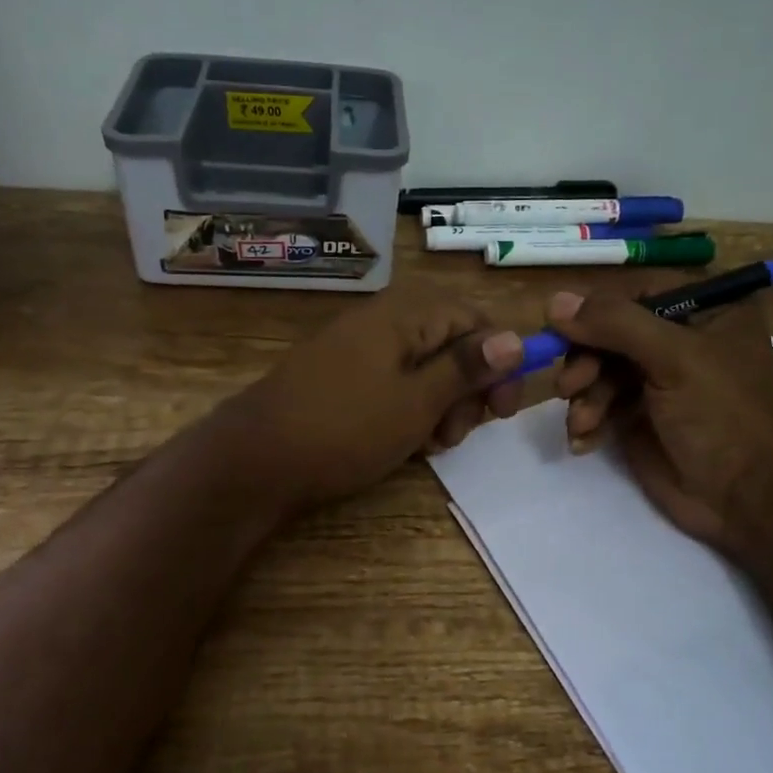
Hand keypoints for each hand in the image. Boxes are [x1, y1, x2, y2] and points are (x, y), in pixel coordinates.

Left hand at [220, 285, 524, 514]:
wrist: (256, 459)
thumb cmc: (346, 428)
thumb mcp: (417, 401)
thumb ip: (467, 368)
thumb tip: (516, 338)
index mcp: (405, 313)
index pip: (475, 319)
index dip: (500, 360)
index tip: (505, 409)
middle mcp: (383, 319)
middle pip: (451, 342)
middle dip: (467, 388)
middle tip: (461, 433)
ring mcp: (359, 347)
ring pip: (424, 367)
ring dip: (441, 404)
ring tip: (432, 444)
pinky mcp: (343, 375)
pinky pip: (394, 382)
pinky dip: (410, 409)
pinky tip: (406, 442)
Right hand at [548, 284, 772, 557]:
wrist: (748, 500)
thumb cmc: (724, 415)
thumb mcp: (675, 358)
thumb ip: (615, 323)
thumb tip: (553, 302)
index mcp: (703, 308)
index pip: (633, 291)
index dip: (593, 311)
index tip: (559, 331)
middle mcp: (678, 337)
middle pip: (608, 331)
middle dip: (585, 360)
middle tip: (569, 386)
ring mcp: (656, 378)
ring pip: (597, 368)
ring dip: (583, 395)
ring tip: (582, 423)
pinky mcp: (638, 415)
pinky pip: (597, 403)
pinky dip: (585, 419)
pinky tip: (584, 441)